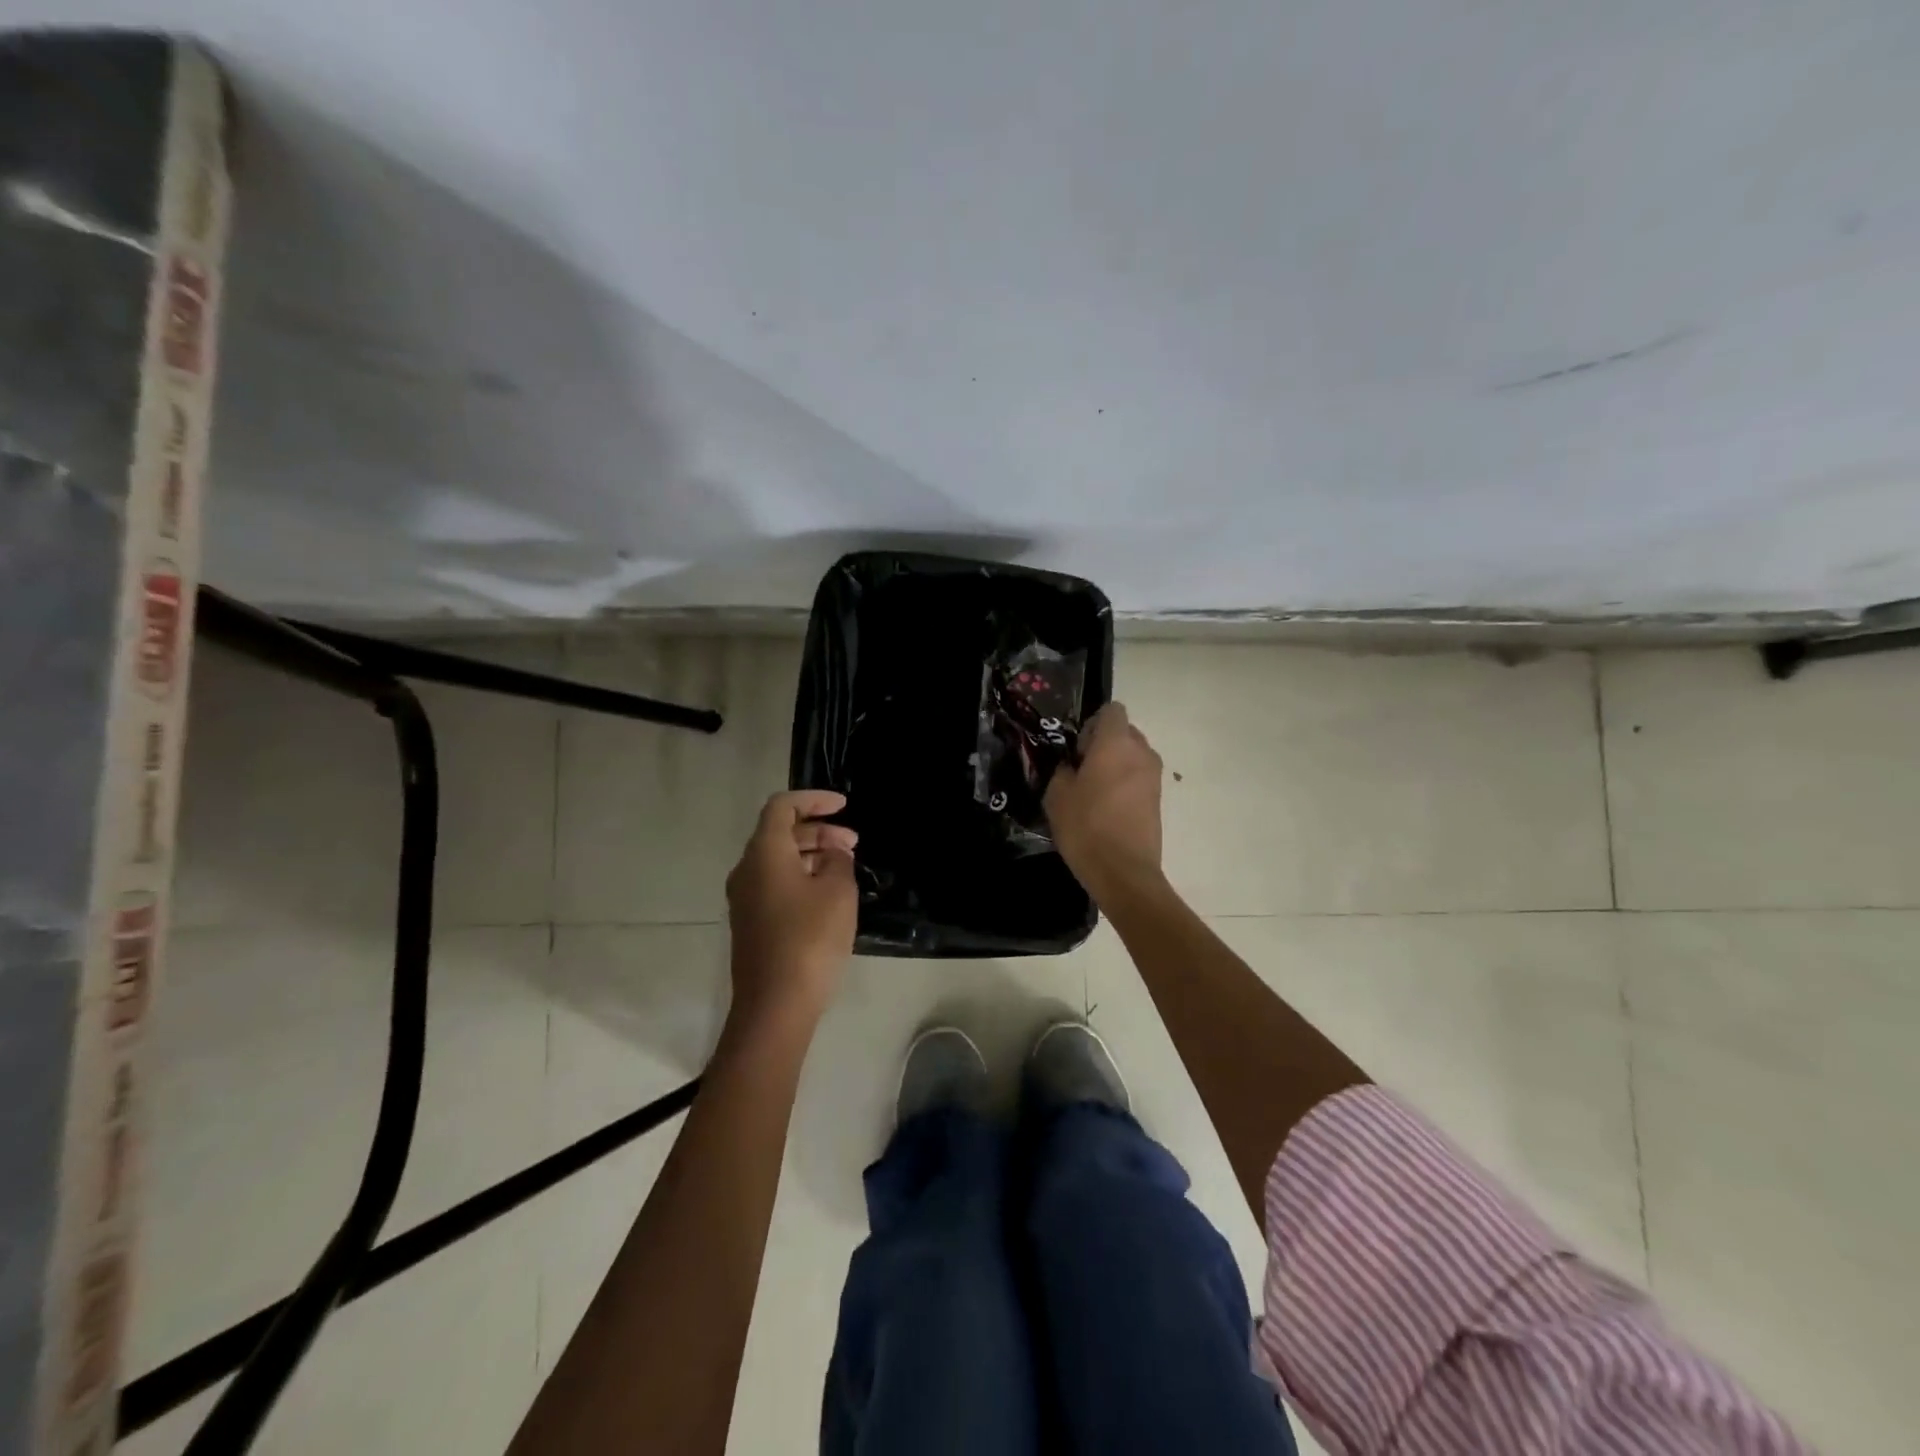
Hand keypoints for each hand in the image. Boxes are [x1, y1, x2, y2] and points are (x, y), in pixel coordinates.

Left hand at [725, 790, 858, 1028]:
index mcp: (764, 854)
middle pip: (780, 833)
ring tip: (846, 867)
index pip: (782, 806)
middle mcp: (747, 870)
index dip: (814, 799)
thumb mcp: (837, 892)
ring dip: (813, 855)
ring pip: (779, 860)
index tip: (844, 806)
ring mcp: (745, 899)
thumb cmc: (809, 940)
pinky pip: (776, 884)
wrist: (775, 1006)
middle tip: (854, 843)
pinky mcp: (751, 923)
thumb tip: (832, 854)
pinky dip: (803, 876)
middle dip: (819, 830)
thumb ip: (837, 861)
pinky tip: (829, 894)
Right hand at [1045, 702, 1164, 902]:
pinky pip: (1139, 778)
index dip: (1092, 724)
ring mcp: (1155, 777)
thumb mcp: (1057, 794)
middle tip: (1081, 770)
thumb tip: (1071, 765)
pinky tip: (1106, 809)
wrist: (1124, 872)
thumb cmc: (1086, 826)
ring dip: (1115, 765)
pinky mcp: (1158, 799)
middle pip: (1124, 732)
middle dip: (1104, 744)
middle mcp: (1142, 752)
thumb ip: (1063, 769)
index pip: (1111, 710)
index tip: (1077, 748)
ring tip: (1093, 792)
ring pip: (1133, 756)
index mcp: (1116, 743)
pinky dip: (1124, 784)